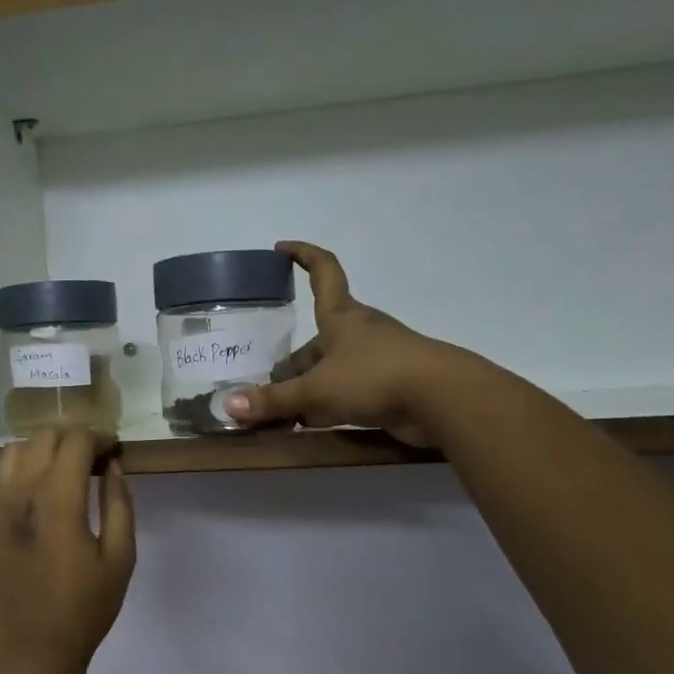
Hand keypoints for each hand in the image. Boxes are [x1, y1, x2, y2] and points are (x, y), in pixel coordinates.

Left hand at [0, 426, 135, 673]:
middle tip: (94, 458)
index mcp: (57, 501)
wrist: (33, 651)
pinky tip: (42, 494)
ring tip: (64, 469)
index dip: (98, 437)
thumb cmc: (85, 608)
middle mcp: (21, 495)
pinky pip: (1, 479)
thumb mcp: (120, 558)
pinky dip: (23, 469)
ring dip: (42, 448)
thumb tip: (113, 466)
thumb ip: (119, 504)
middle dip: (72, 437)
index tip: (113, 451)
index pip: (74, 442)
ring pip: (14, 451)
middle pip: (42, 437)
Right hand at [225, 241, 455, 446]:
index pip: (324, 270)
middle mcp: (359, 332)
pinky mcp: (390, 387)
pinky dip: (328, 405)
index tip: (281, 248)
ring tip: (282, 411)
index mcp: (342, 316)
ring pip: (332, 368)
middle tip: (265, 385)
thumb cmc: (374, 376)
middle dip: (292, 361)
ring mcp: (377, 359)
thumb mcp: (317, 389)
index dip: (303, 255)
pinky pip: (349, 392)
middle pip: (318, 338)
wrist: (443, 400)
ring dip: (308, 387)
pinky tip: (311, 425)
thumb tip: (230, 406)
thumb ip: (275, 400)